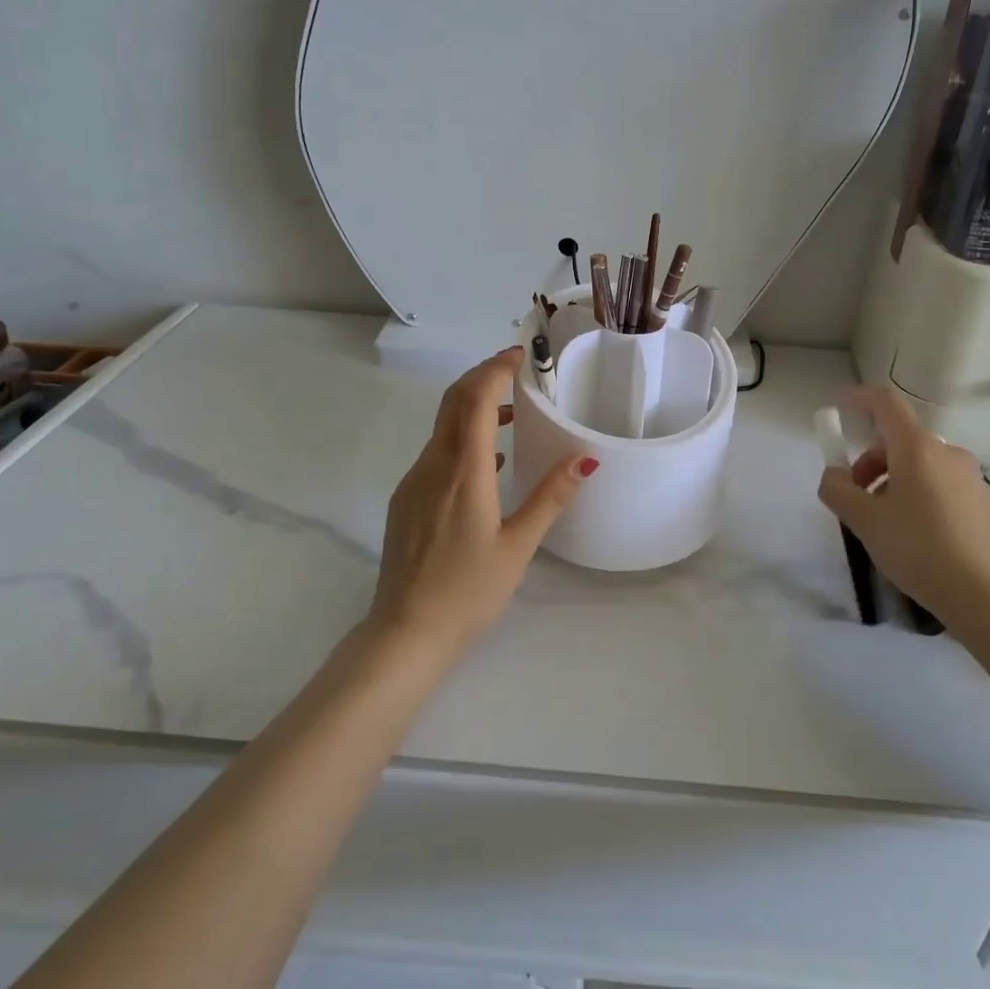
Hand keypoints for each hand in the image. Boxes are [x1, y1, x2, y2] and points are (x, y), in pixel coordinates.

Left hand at [370, 347, 596, 650]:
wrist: (405, 631)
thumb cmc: (468, 590)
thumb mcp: (518, 546)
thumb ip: (550, 497)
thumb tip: (584, 459)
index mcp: (464, 472)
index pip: (476, 400)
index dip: (496, 370)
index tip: (520, 356)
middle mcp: (433, 466)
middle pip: (453, 402)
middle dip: (483, 377)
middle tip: (516, 370)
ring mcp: (414, 481)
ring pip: (442, 426)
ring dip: (473, 407)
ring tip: (512, 413)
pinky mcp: (406, 499)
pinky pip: (436, 452)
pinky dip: (462, 437)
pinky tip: (489, 462)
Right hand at [817, 386, 989, 640]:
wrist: (988, 598)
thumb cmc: (919, 550)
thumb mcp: (864, 521)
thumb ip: (838, 490)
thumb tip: (833, 475)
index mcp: (918, 448)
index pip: (886, 403)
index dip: (859, 398)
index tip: (838, 406)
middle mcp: (947, 453)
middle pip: (899, 440)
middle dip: (869, 461)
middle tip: (854, 496)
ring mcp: (969, 478)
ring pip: (918, 465)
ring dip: (891, 481)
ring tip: (882, 522)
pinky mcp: (981, 503)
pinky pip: (938, 484)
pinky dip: (915, 494)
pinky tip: (912, 535)